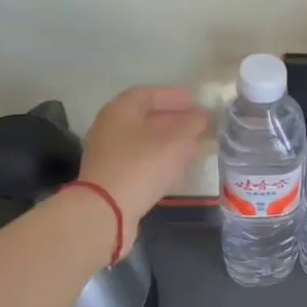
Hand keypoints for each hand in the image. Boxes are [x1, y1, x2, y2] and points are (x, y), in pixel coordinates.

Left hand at [78, 86, 211, 250]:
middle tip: (201, 124)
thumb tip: (201, 117)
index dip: (174, 96)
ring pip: (146, 141)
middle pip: (146, 118)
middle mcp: (110, 128)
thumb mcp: (175, 142)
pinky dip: (163, 159)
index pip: (148, 94)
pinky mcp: (113, 177)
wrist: (105, 212)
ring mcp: (109, 154)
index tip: (197, 102)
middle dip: (176, 119)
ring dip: (172, 141)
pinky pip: (142, 160)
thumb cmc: (141, 166)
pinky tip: (182, 167)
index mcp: (120, 111)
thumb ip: (191, 125)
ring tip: (197, 145)